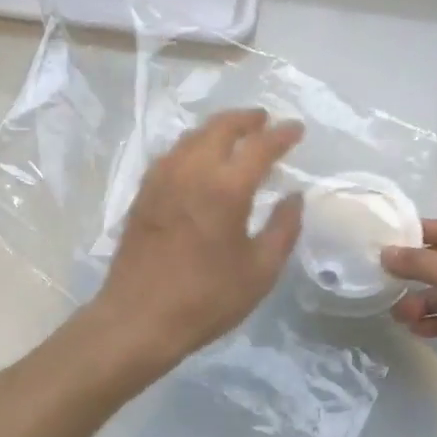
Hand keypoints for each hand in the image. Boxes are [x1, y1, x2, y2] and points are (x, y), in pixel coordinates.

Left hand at [90, 109, 304, 361]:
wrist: (139, 318)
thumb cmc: (207, 298)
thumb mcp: (260, 271)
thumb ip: (283, 228)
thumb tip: (294, 197)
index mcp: (226, 188)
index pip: (260, 146)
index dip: (282, 134)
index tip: (296, 128)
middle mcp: (192, 171)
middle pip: (220, 128)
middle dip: (246, 119)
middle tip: (264, 120)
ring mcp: (162, 179)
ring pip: (192, 137)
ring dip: (217, 129)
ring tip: (235, 134)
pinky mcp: (144, 192)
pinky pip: (173, 154)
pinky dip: (193, 146)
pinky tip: (199, 158)